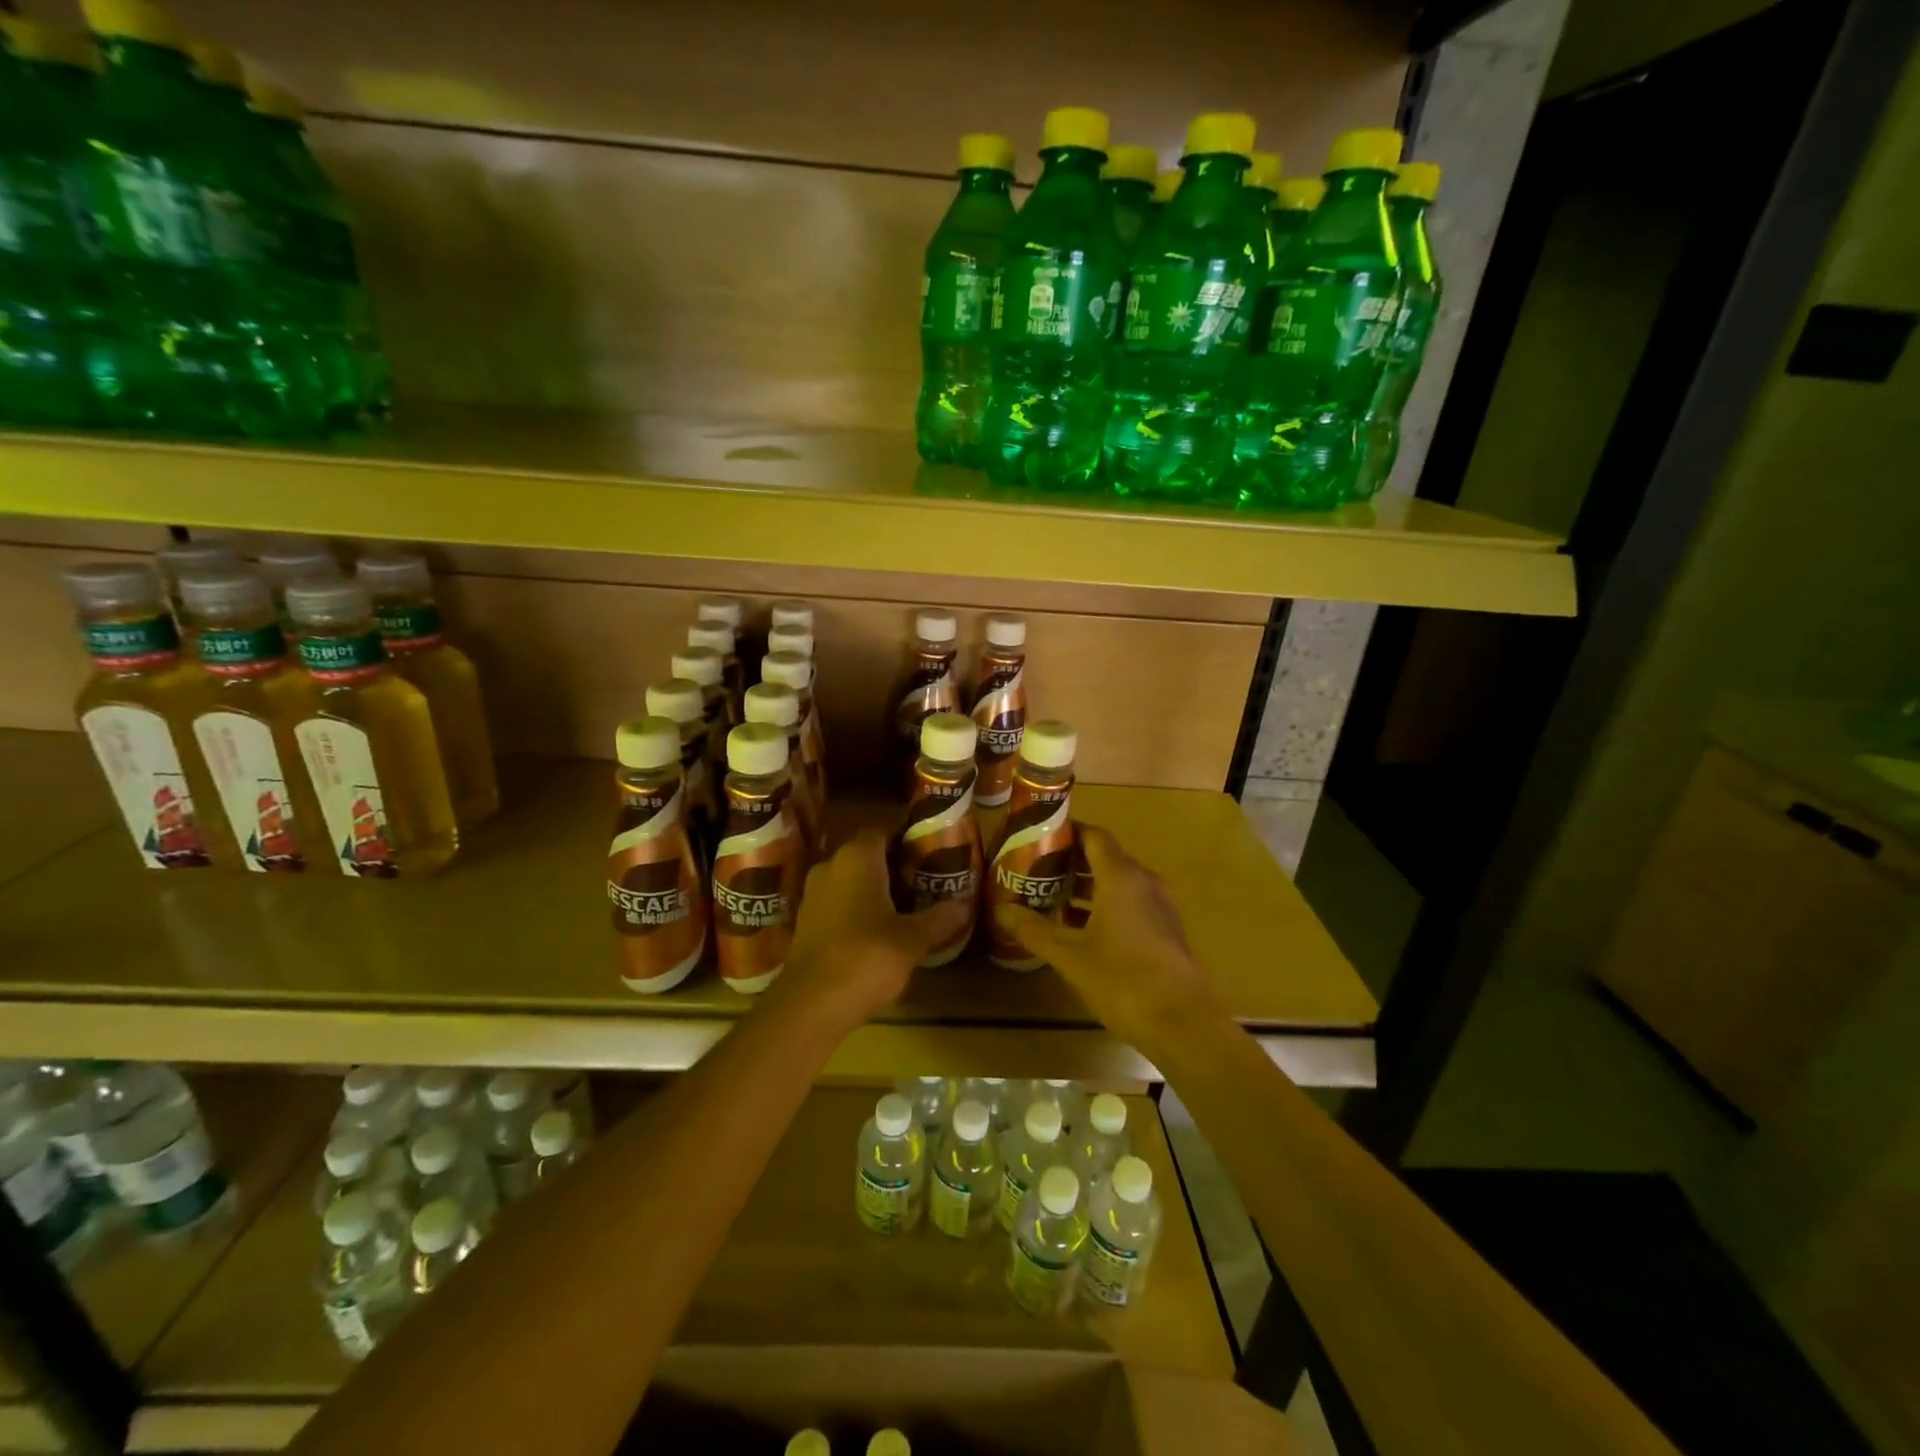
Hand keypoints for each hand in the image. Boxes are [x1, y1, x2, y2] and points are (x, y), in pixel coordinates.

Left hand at [769, 828, 969, 1031]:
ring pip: (849, 878)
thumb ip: (939, 918)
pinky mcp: (805, 921)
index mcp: (857, 857)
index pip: (882, 830)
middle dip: (892, 863)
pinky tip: (876, 928)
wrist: (810, 1004)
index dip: (905, 836)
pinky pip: (837, 901)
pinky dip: (856, 907)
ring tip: (904, 903)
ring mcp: (813, 894)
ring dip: (873, 887)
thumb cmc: (866, 957)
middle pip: (865, 853)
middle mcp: (830, 866)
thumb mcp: (912, 940)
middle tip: (923, 877)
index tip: (928, 849)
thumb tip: (964, 905)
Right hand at [994, 825, 1226, 1060]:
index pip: (1093, 836)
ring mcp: (1159, 905)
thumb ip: (1034, 930)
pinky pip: (1130, 902)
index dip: (1066, 833)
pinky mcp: (1165, 928)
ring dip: (1086, 886)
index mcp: (1121, 877)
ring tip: (1051, 899)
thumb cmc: (1123, 980)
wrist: (1182, 1024)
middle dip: (1070, 862)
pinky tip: (1080, 929)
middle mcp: (1143, 881)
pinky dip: (1104, 905)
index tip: (1037, 839)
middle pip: (1105, 857)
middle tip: (1035, 871)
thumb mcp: (1070, 956)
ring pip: (1118, 882)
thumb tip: (1000, 910)